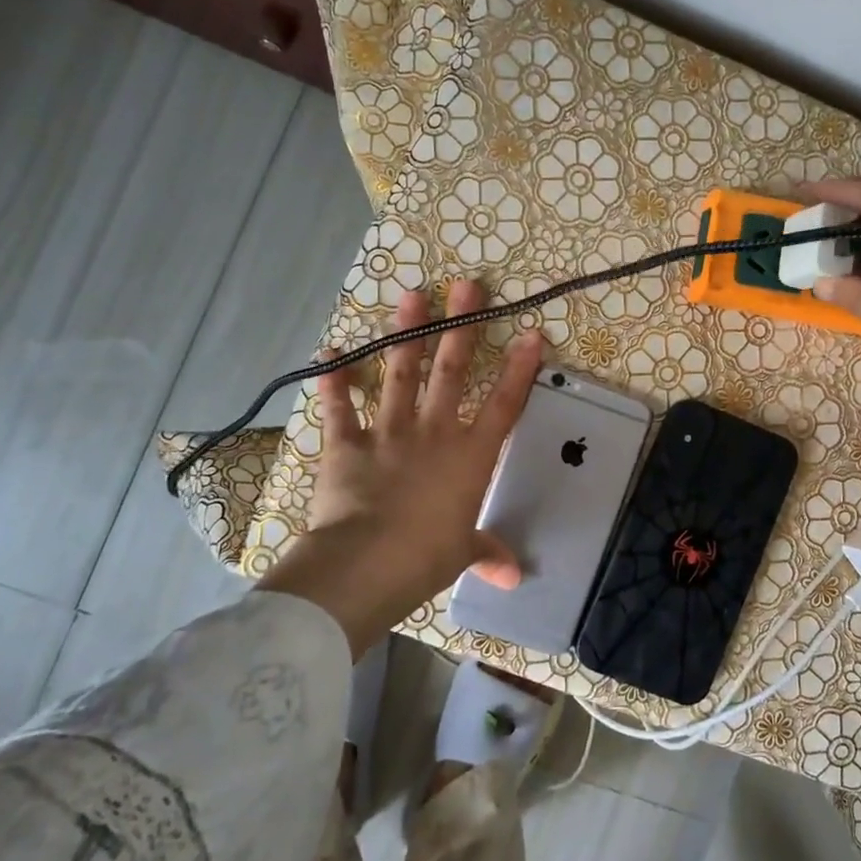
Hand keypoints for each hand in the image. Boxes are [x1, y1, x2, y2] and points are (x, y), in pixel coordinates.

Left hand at [257, 280, 542, 655]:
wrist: (366, 564)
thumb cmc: (426, 558)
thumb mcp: (462, 555)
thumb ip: (487, 552)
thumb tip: (512, 575)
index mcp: (469, 457)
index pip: (504, 405)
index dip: (519, 369)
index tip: (530, 333)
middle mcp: (433, 433)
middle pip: (451, 372)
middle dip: (461, 327)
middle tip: (466, 285)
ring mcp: (389, 434)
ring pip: (400, 375)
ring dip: (405, 335)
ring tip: (412, 296)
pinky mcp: (346, 445)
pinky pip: (339, 408)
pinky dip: (332, 381)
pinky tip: (329, 352)